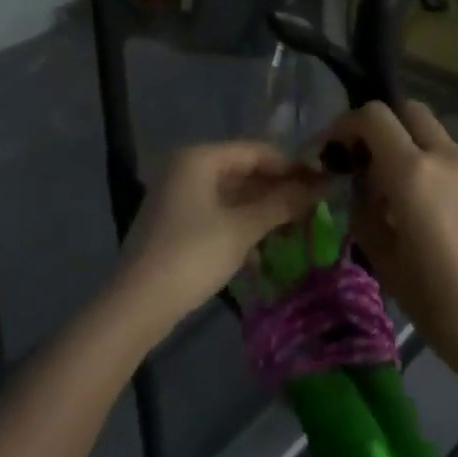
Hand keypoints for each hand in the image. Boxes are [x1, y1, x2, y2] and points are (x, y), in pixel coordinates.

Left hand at [120, 142, 327, 334]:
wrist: (137, 305)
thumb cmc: (193, 255)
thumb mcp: (243, 229)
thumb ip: (281, 204)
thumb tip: (318, 186)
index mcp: (199, 158)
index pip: (255, 151)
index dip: (289, 166)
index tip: (319, 183)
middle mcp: (185, 168)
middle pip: (241, 170)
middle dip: (276, 189)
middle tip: (311, 206)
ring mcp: (176, 195)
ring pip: (229, 193)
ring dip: (260, 208)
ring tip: (294, 226)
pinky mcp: (173, 222)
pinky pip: (216, 211)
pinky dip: (240, 222)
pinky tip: (263, 243)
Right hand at [334, 101, 457, 377]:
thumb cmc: (442, 304)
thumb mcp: (386, 264)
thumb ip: (366, 213)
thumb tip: (362, 188)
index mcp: (412, 172)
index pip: (373, 116)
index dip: (346, 125)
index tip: (333, 151)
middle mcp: (444, 156)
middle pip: (407, 110)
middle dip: (380, 126)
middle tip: (365, 163)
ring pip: (432, 134)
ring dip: (407, 146)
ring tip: (396, 194)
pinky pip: (452, 158)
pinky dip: (431, 165)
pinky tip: (429, 209)